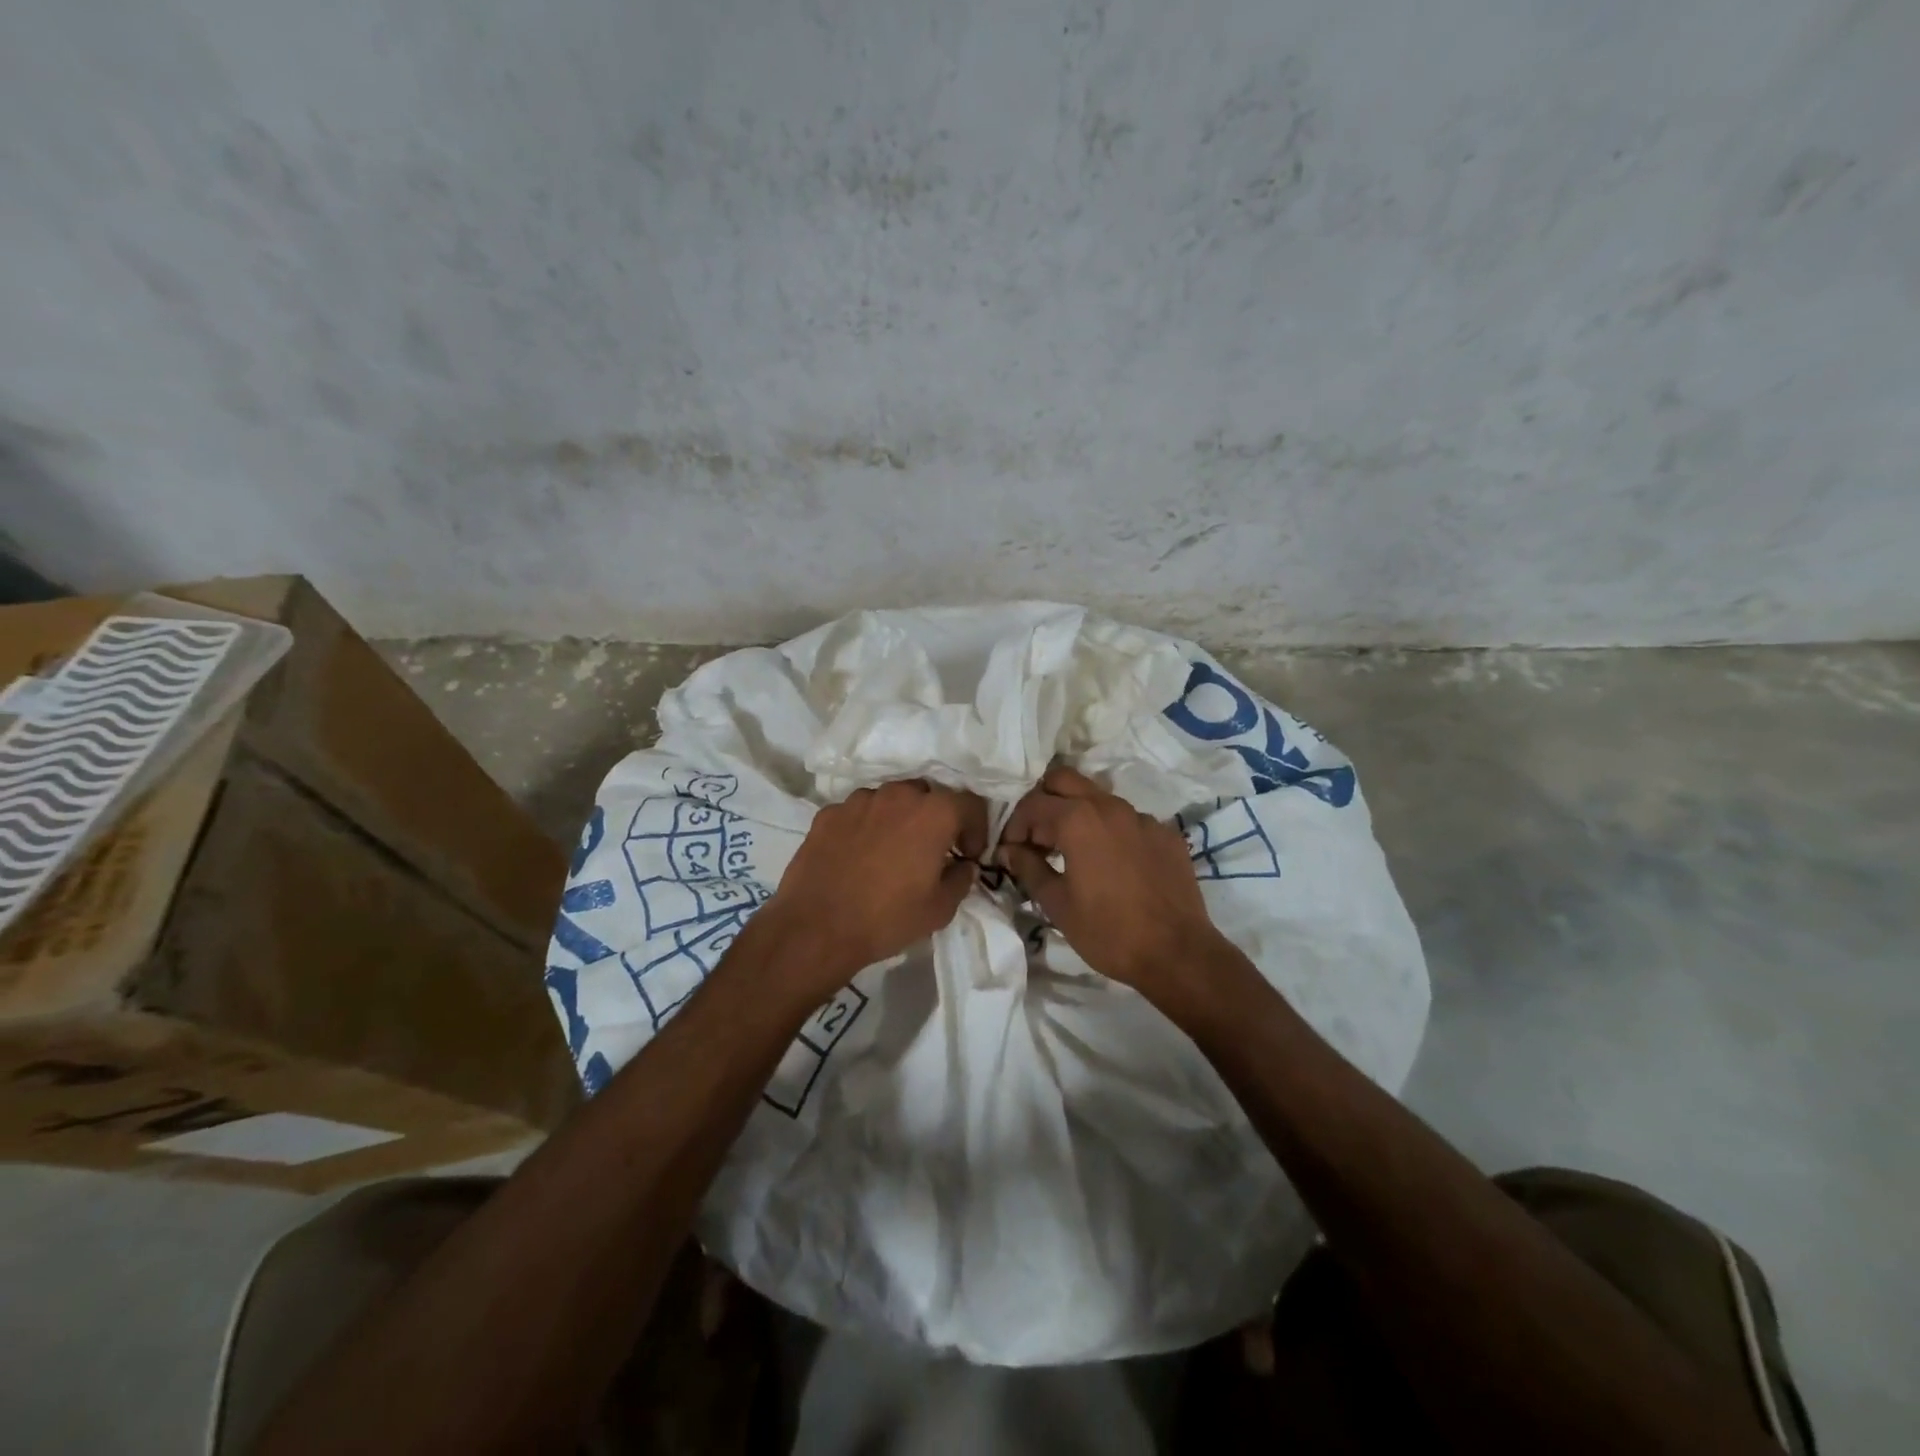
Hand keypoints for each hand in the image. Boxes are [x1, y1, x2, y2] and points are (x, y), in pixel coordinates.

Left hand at [758, 780, 987, 995]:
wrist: (816, 928)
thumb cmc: (887, 918)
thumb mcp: (940, 909)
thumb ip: (961, 879)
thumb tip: (963, 866)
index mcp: (933, 813)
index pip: (970, 804)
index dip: (976, 828)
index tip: (968, 854)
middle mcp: (898, 795)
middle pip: (929, 795)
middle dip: (937, 819)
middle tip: (933, 850)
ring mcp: (858, 800)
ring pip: (891, 800)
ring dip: (900, 819)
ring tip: (892, 851)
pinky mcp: (828, 813)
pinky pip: (858, 813)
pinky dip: (866, 826)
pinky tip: (859, 855)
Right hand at [999, 764, 1226, 1000]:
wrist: (1177, 953)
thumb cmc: (1108, 931)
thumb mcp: (1057, 904)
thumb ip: (1029, 868)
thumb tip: (1010, 850)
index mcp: (1078, 819)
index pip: (1033, 804)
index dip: (1015, 825)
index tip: (1011, 850)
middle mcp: (1110, 806)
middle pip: (1064, 779)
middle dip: (1044, 801)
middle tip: (1038, 838)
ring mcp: (1142, 817)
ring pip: (1098, 797)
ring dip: (1077, 813)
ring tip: (1071, 851)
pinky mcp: (1166, 833)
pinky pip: (1129, 820)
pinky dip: (1110, 831)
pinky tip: (1112, 864)